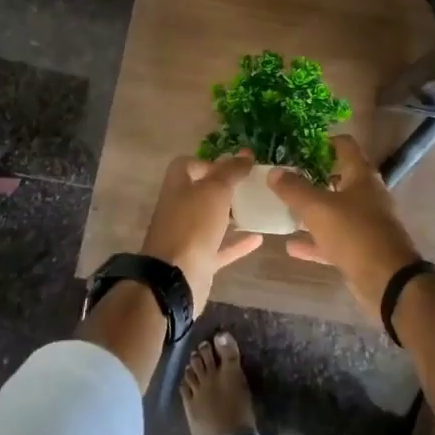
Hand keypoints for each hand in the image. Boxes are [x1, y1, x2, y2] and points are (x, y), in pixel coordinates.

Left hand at [140, 151, 263, 310]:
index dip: (208, 162)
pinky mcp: (199, 260)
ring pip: (212, 221)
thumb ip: (231, 171)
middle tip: (252, 185)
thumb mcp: (215, 190)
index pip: (187, 165)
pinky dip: (238, 242)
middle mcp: (180, 209)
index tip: (232, 166)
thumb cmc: (193, 226)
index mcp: (177, 187)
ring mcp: (188, 237)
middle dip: (225, 188)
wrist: (175, 279)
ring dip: (232, 215)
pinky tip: (259, 238)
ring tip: (258, 207)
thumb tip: (245, 154)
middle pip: (201, 193)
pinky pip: (221, 247)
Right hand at [268, 136, 424, 320]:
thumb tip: (274, 172)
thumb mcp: (318, 208)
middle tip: (287, 177)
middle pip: (339, 177)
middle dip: (314, 177)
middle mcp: (367, 194)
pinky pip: (334, 239)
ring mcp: (366, 222)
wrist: (388, 280)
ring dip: (313, 210)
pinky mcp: (362, 248)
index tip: (299, 146)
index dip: (323, 142)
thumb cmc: (354, 233)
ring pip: (336, 210)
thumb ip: (294, 189)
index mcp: (361, 175)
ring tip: (285, 209)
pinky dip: (315, 241)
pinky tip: (292, 246)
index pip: (344, 145)